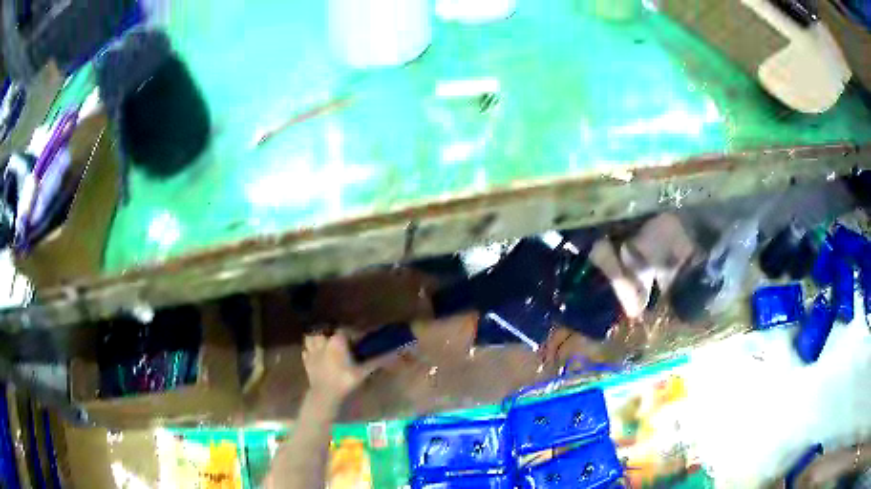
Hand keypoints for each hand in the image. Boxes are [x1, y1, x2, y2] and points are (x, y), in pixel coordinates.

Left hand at [302, 331, 381, 405]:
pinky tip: (315, 354)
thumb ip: (376, 361)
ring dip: (317, 338)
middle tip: (339, 337)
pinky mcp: (306, 362)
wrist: (324, 395)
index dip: (352, 332)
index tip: (358, 337)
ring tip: (324, 342)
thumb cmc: (344, 381)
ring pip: (311, 338)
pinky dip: (310, 350)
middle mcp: (323, 343)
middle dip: (330, 331)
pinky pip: (306, 351)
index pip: (344, 330)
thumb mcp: (362, 372)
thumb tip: (394, 354)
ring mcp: (312, 352)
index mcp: (337, 342)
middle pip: (324, 330)